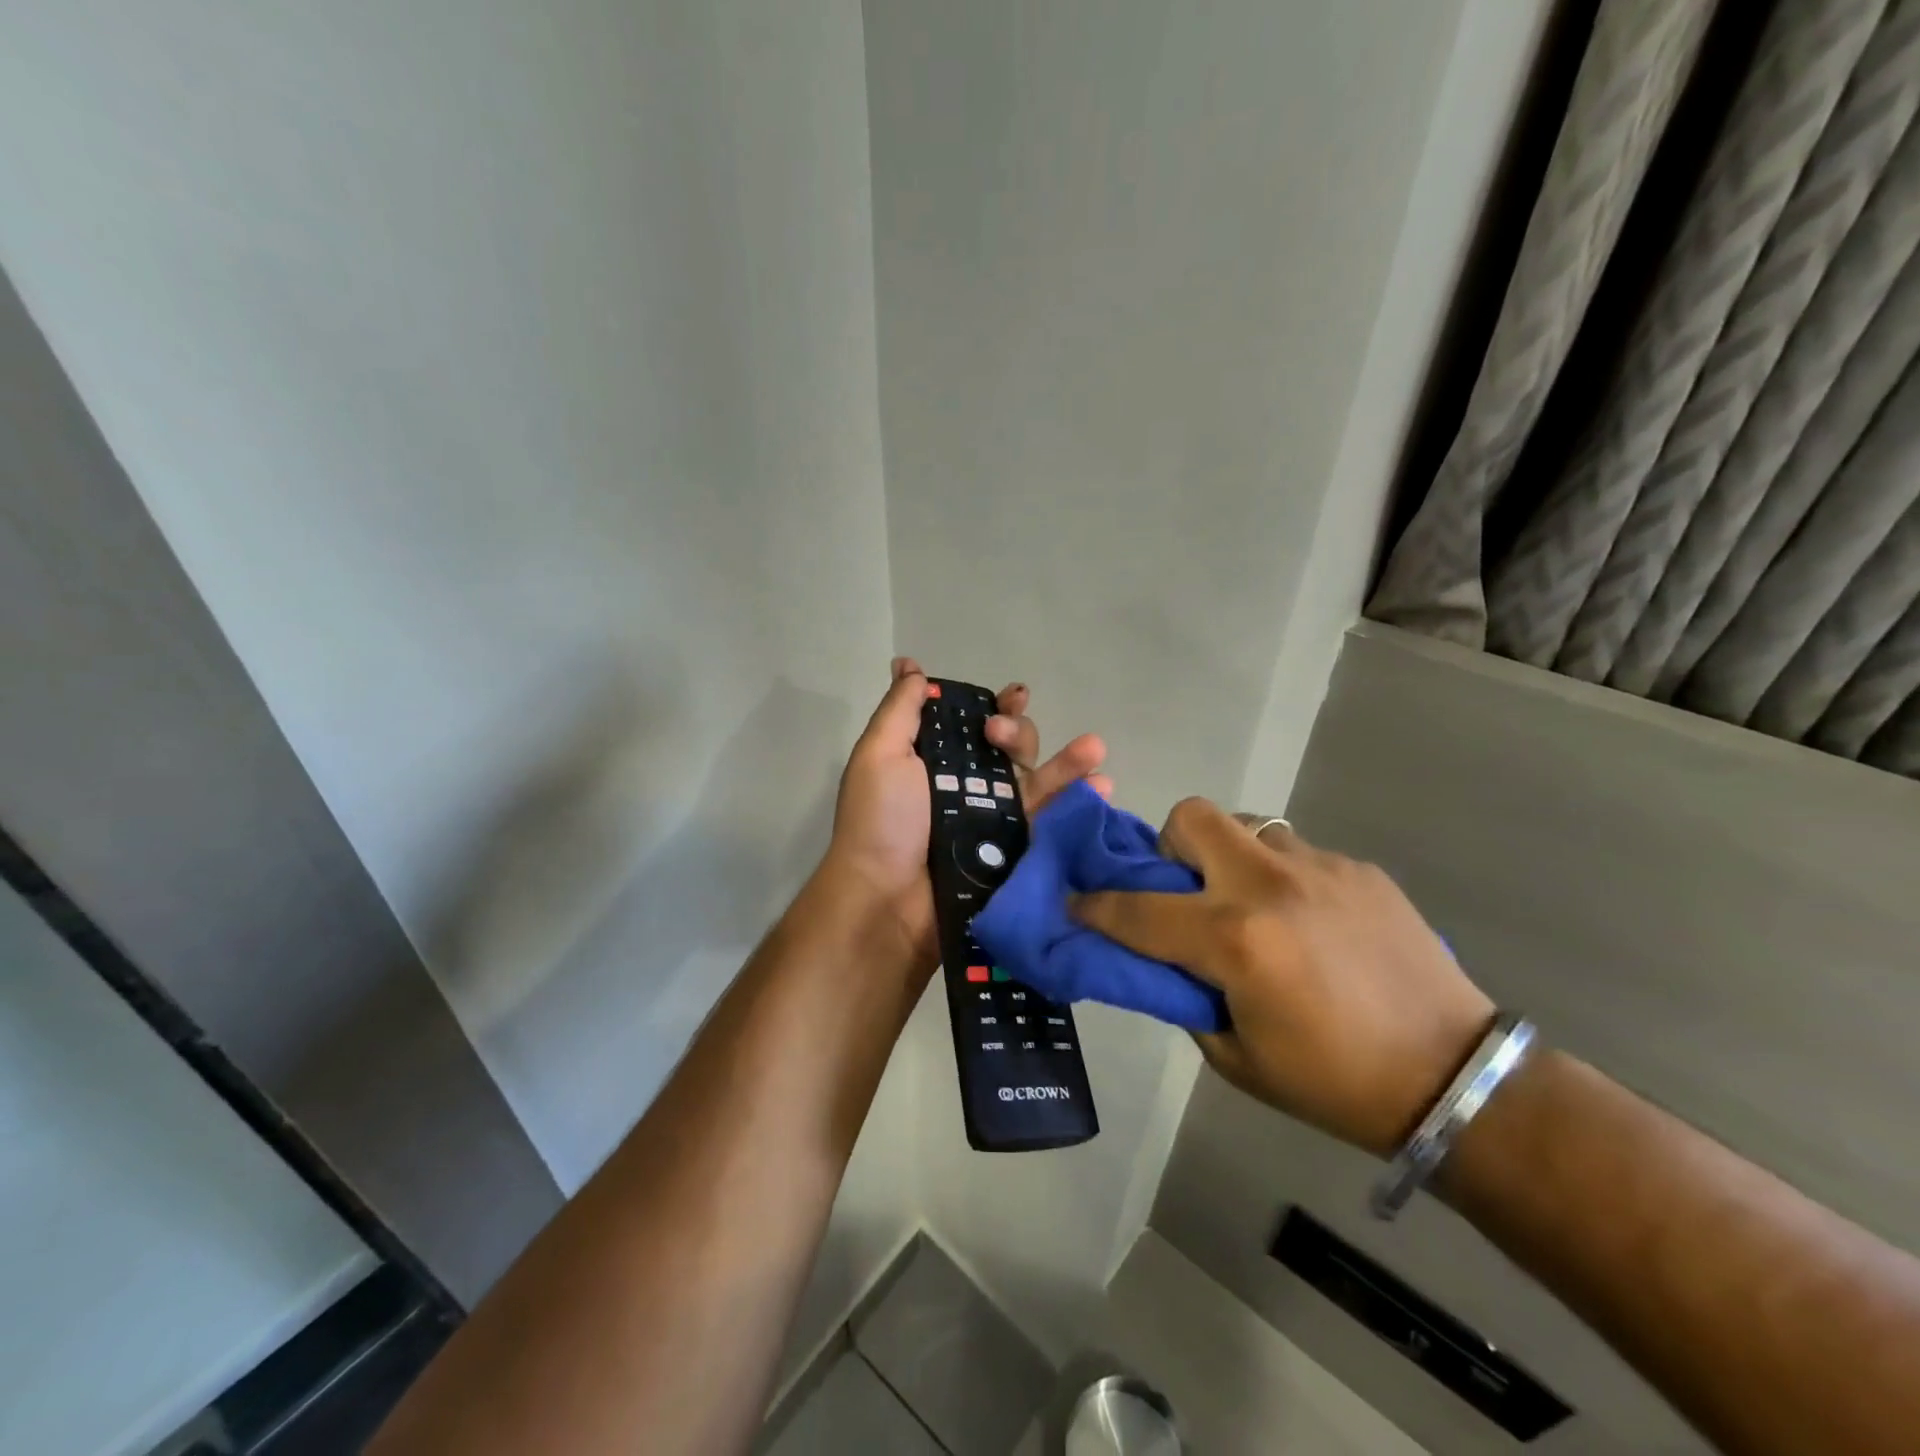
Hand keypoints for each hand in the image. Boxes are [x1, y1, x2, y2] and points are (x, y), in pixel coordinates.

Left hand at [826, 657, 1109, 971]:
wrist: (888, 900)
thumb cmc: (881, 821)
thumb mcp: (880, 754)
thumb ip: (900, 709)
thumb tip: (907, 664)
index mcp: (939, 761)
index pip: (976, 725)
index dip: (998, 707)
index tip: (1013, 695)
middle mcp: (971, 787)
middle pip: (1012, 750)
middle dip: (1018, 733)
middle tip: (1000, 737)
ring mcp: (997, 821)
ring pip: (1040, 783)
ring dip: (1070, 762)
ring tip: (1094, 748)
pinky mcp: (1017, 853)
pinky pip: (1053, 823)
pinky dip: (1080, 804)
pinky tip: (1102, 788)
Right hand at [1074, 798, 1492, 1156]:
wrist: (1454, 1078)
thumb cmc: (1332, 1081)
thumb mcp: (1235, 1056)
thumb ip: (1185, 994)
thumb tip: (1159, 957)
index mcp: (1234, 939)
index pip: (1137, 909)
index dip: (1095, 905)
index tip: (1077, 902)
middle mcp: (1270, 885)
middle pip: (1193, 817)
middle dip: (1171, 846)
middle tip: (1187, 891)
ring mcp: (1320, 868)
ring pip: (1248, 826)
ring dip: (1232, 859)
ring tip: (1254, 908)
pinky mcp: (1358, 869)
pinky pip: (1297, 854)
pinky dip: (1284, 880)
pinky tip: (1311, 926)